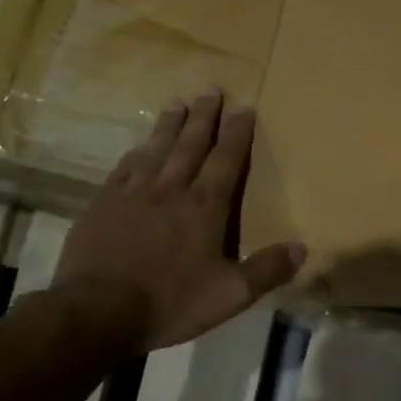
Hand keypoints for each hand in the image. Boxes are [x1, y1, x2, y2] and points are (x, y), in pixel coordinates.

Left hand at [52, 92, 304, 352]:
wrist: (99, 311)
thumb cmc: (171, 302)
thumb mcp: (230, 294)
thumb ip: (267, 270)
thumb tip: (302, 247)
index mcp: (205, 208)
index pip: (225, 161)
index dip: (236, 134)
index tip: (243, 108)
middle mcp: (171, 190)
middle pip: (191, 145)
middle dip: (204, 117)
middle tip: (211, 90)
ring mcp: (133, 194)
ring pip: (156, 150)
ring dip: (169, 125)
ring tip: (177, 102)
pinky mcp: (103, 205)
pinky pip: (124, 169)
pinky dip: (136, 154)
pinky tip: (138, 147)